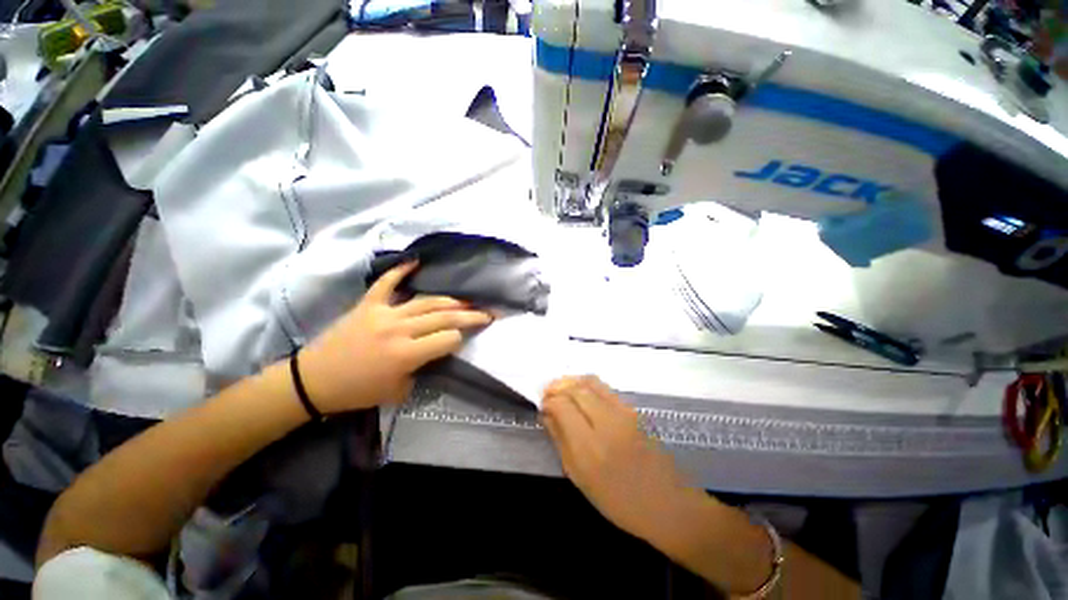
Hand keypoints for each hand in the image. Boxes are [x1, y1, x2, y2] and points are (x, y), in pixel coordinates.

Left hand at [298, 262, 492, 413]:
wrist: (314, 380)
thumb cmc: (357, 391)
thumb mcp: (398, 391)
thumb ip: (423, 370)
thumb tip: (435, 352)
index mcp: (406, 354)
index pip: (448, 339)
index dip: (461, 339)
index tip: (467, 339)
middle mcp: (399, 329)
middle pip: (444, 316)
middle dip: (470, 315)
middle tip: (488, 312)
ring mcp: (384, 313)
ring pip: (426, 301)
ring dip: (450, 300)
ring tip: (467, 300)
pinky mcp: (368, 304)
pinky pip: (387, 283)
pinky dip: (401, 271)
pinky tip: (416, 262)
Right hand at [541, 376, 708, 544]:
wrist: (667, 503)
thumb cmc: (618, 500)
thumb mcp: (580, 478)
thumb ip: (561, 441)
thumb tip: (546, 414)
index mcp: (590, 448)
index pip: (563, 406)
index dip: (549, 401)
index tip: (542, 405)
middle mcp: (607, 423)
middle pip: (576, 389)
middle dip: (557, 387)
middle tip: (548, 394)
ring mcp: (624, 412)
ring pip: (590, 382)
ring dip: (571, 381)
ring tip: (561, 389)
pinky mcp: (633, 409)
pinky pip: (604, 388)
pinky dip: (587, 384)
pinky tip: (580, 393)